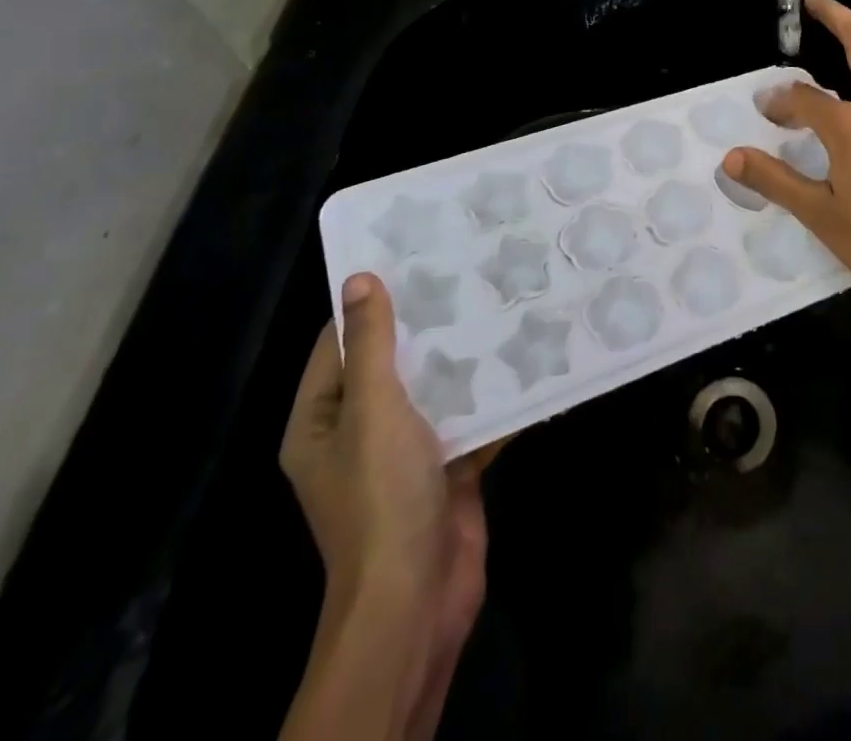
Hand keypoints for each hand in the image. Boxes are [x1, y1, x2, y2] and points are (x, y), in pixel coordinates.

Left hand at [280, 273, 497, 735]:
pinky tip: (528, 358)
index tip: (412, 256)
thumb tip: (359, 279)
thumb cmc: (382, 495)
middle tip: (469, 270)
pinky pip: (471, 418)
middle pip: (393, 364)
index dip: (370, 301)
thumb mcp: (373, 409)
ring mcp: (407, 452)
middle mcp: (359, 433)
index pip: (338, 345)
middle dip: (429, 324)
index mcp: (322, 421)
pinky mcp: (449, 466)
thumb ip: (371, 345)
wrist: (418, 594)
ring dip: (466, 356)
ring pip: (437, 388)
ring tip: (503, 302)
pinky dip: (495, 395)